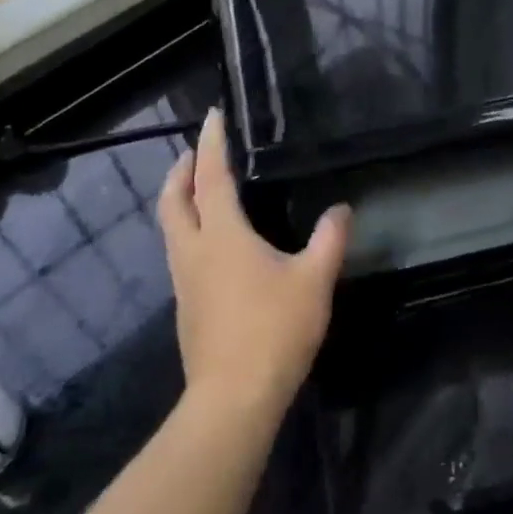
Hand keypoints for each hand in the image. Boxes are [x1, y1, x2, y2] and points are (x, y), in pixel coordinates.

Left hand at [158, 110, 350, 417]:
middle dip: (180, 171)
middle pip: (173, 201)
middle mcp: (194, 252)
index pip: (211, 178)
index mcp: (222, 236)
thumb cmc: (275, 330)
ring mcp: (184, 281)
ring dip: (179, 201)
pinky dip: (189, 231)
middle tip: (195, 153)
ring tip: (200, 191)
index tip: (212, 117)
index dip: (211, 144)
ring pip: (171, 229)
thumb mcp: (315, 280)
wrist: (234, 397)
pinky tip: (214, 245)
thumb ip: (330, 239)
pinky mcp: (186, 306)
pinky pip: (180, 253)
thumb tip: (341, 210)